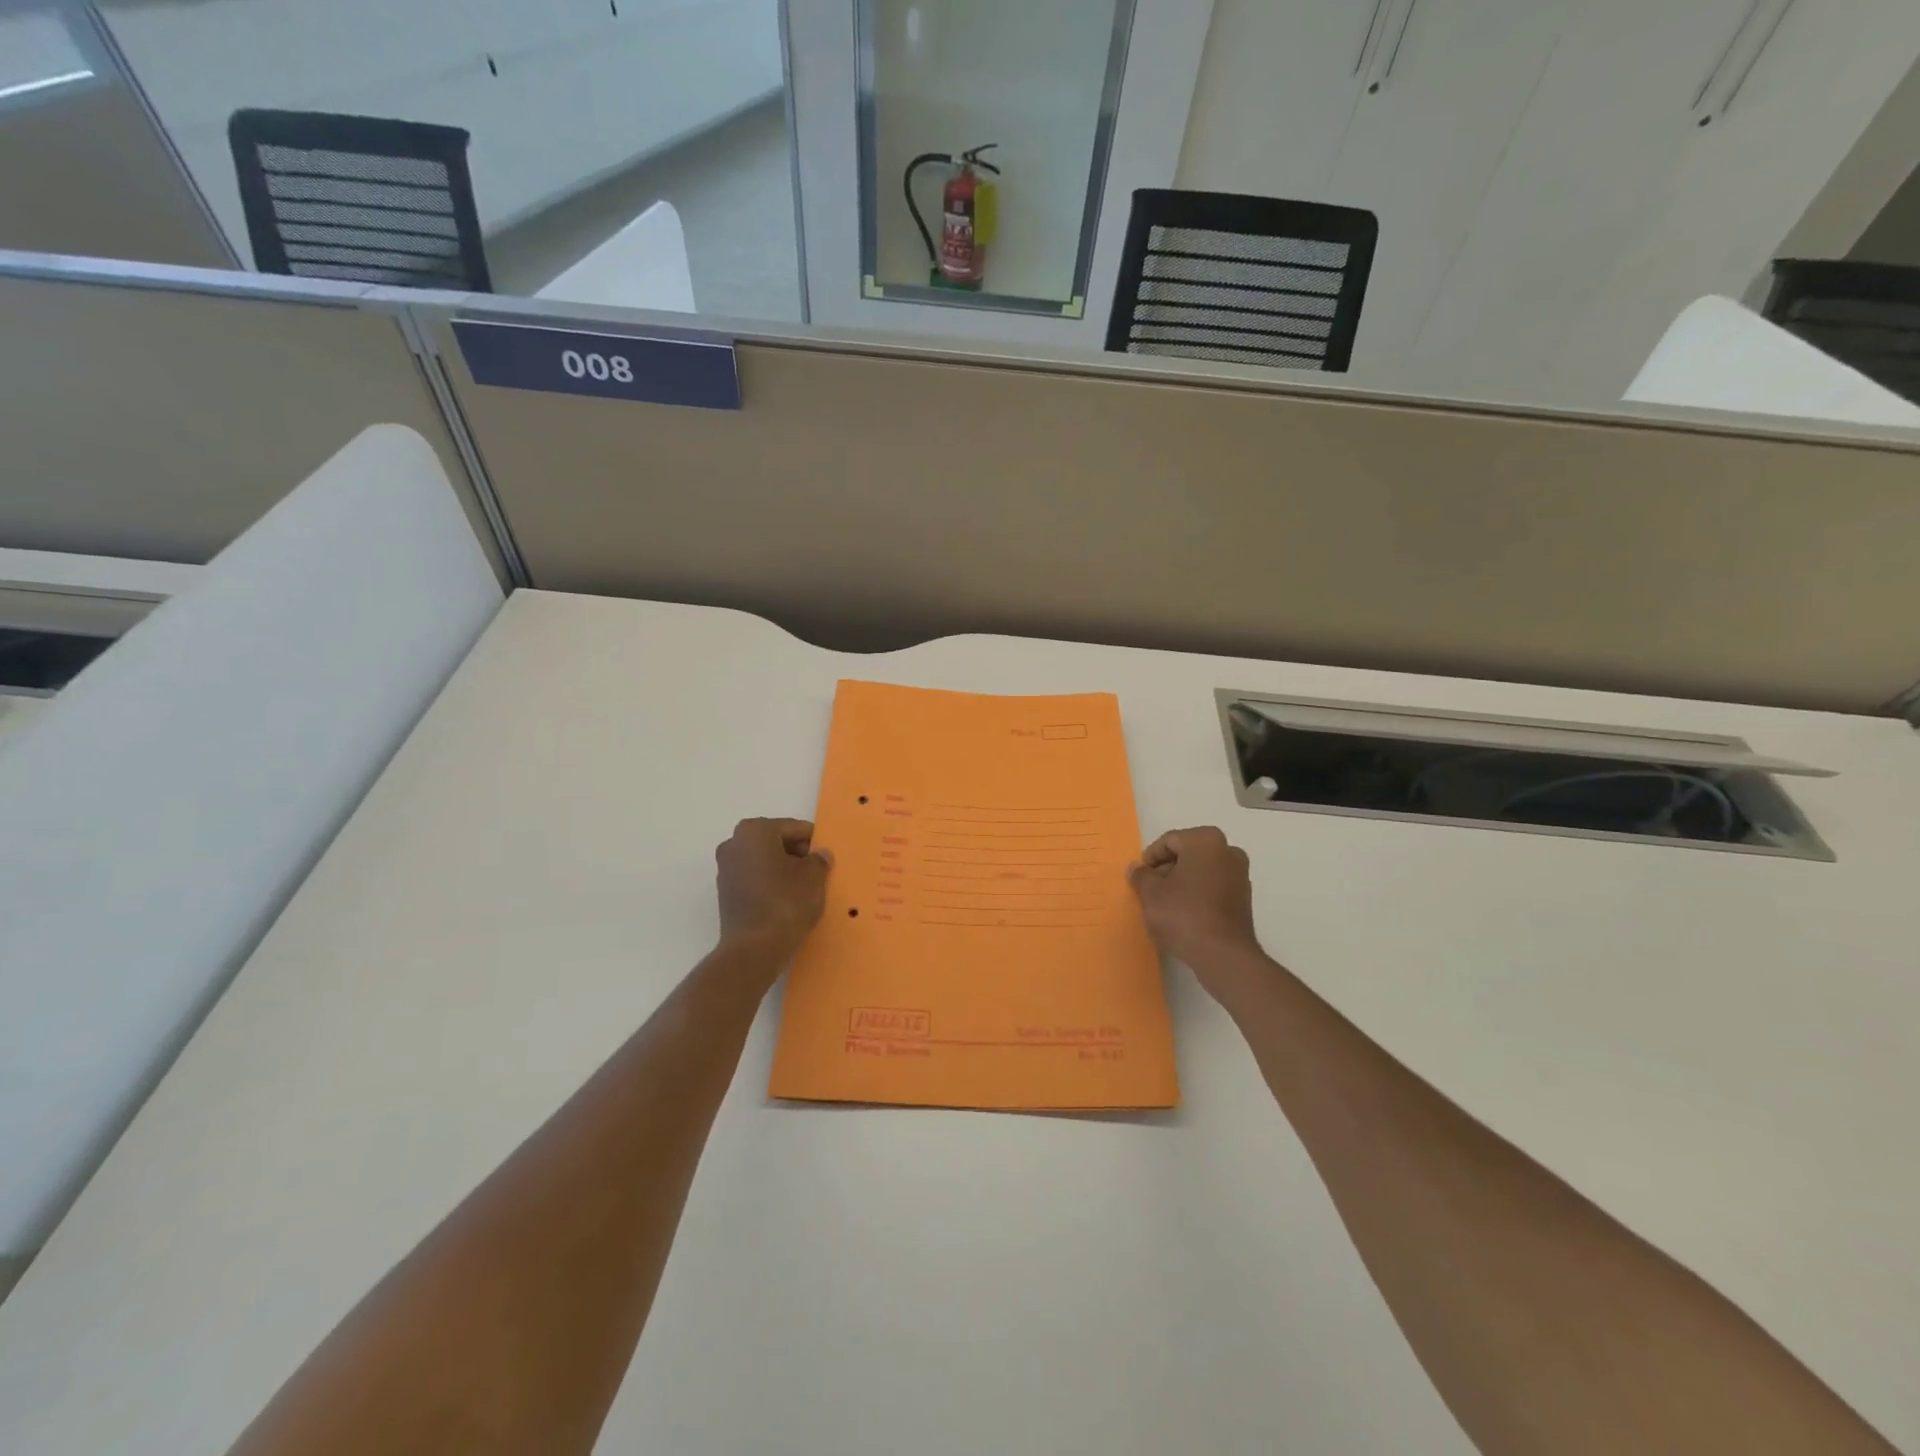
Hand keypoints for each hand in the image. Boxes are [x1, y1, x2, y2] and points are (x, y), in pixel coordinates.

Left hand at [715, 818, 831, 960]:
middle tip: (818, 870)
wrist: (754, 949)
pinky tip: (788, 899)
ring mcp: (726, 868)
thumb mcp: (814, 877)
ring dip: (783, 869)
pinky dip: (771, 883)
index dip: (813, 841)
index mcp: (755, 831)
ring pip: (764, 860)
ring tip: (805, 887)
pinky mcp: (726, 893)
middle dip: (796, 853)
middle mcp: (734, 843)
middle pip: (775, 841)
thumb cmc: (786, 902)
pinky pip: (755, 878)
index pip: (793, 828)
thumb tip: (820, 855)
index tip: (827, 855)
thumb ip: (819, 860)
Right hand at [1128, 826, 1260, 986]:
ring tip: (1164, 905)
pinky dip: (1197, 895)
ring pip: (1201, 871)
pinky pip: (1213, 888)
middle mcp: (1228, 851)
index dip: (1150, 858)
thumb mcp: (1151, 893)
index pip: (1169, 841)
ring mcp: (1240, 875)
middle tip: (1149, 890)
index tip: (1140, 877)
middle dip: (1166, 870)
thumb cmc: (1183, 914)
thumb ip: (1141, 875)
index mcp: (1206, 840)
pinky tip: (1183, 915)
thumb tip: (1138, 868)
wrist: (1223, 955)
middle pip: (1187, 854)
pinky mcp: (1244, 899)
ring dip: (1181, 883)